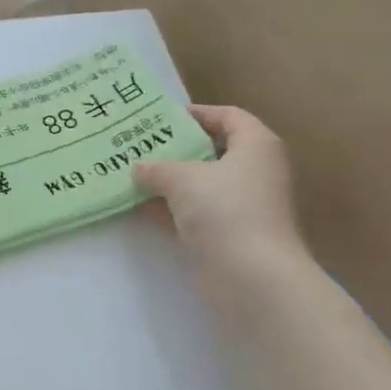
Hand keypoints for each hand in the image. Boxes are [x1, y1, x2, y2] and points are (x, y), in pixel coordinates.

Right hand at [133, 105, 305, 272]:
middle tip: (142, 146)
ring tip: (134, 174)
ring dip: (170, 181)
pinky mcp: (231, 234)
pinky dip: (172, 209)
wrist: (253, 276)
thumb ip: (157, 168)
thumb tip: (138, 167)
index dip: (198, 113)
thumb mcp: (182, 178)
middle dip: (177, 149)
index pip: (228, 117)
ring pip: (202, 184)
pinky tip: (140, 207)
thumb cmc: (225, 210)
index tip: (163, 118)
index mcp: (256, 146)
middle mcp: (256, 172)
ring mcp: (245, 205)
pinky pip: (198, 212)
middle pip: (213, 151)